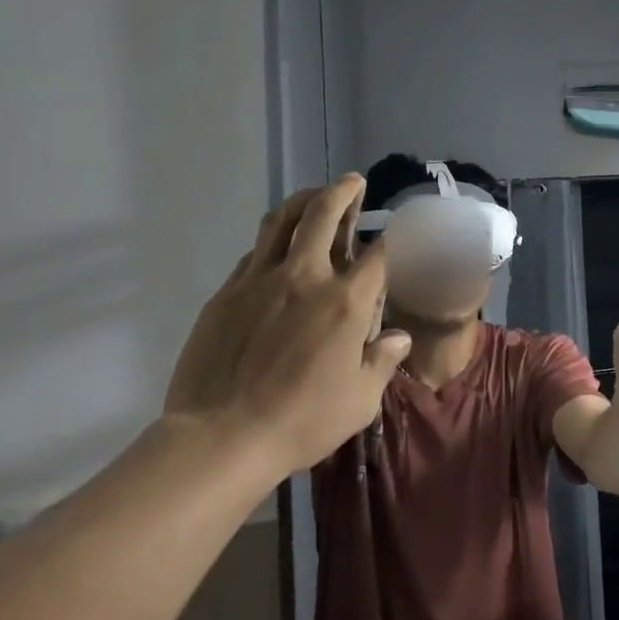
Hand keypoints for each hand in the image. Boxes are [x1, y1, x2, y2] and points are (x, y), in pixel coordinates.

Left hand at [163, 176, 410, 476]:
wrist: (221, 437)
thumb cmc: (302, 421)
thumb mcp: (360, 401)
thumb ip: (381, 362)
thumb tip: (397, 338)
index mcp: (345, 302)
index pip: (376, 255)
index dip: (390, 238)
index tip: (394, 231)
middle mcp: (305, 278)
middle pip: (323, 216)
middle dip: (342, 192)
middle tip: (351, 182)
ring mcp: (259, 281)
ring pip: (281, 223)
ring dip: (302, 202)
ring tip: (313, 196)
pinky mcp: (225, 294)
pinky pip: (253, 254)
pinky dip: (272, 242)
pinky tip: (277, 250)